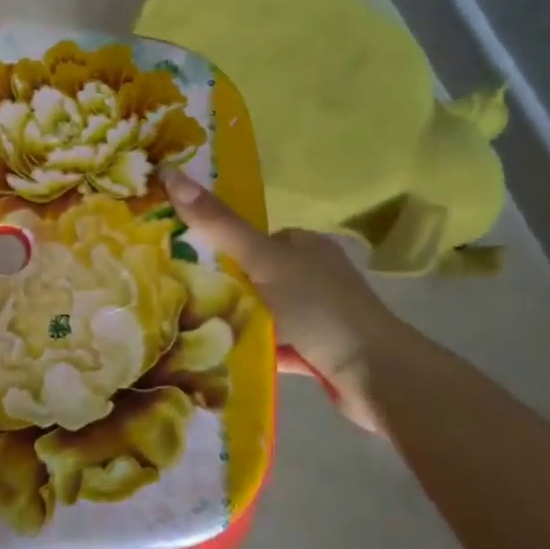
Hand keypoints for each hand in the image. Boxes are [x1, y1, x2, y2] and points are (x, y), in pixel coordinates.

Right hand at [160, 169, 410, 432]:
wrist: (378, 376)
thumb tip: (170, 172)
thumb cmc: (320, 307)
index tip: (178, 261)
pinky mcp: (316, 352)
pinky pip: (272, 345)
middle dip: (222, 289)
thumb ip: (219, 224)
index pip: (248, 239)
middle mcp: (311, 275)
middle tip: (179, 300)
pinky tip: (218, 357)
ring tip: (189, 330)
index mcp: (302, 245)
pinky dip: (251, 350)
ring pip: (261, 313)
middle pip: (252, 277)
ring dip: (234, 322)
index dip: (215, 246)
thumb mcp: (263, 259)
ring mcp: (315, 315)